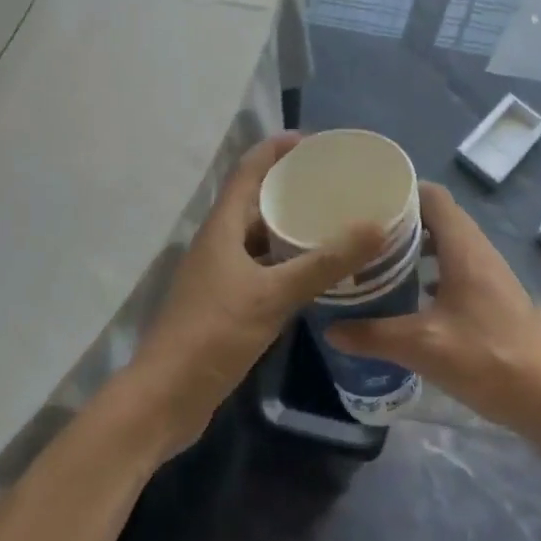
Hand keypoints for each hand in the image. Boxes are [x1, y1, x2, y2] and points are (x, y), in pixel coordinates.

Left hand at [129, 133, 383, 456]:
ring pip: (259, 237)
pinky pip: (261, 267)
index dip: (276, 149)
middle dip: (291, 187)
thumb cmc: (214, 334)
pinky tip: (315, 272)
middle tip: (334, 184)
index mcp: (222, 227)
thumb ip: (324, 263)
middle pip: (255, 200)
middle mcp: (218, 242)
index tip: (314, 141)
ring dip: (290, 227)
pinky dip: (286, 262)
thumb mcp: (274, 295)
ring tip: (332, 222)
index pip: (248, 170)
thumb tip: (375, 227)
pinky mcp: (225, 302)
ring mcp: (219, 274)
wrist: (165, 399)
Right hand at [323, 181, 540, 445]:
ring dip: (417, 248)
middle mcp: (478, 250)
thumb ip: (374, 335)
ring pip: (447, 243)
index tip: (367, 202)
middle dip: (401, 221)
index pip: (432, 195)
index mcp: (463, 247)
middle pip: (438, 217)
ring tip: (379, 262)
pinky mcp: (493, 296)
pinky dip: (432, 270)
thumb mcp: (423, 347)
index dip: (401, 191)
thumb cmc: (487, 359)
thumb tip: (331, 328)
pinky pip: (457, 266)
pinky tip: (411, 297)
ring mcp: (489, 273)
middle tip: (364, 234)